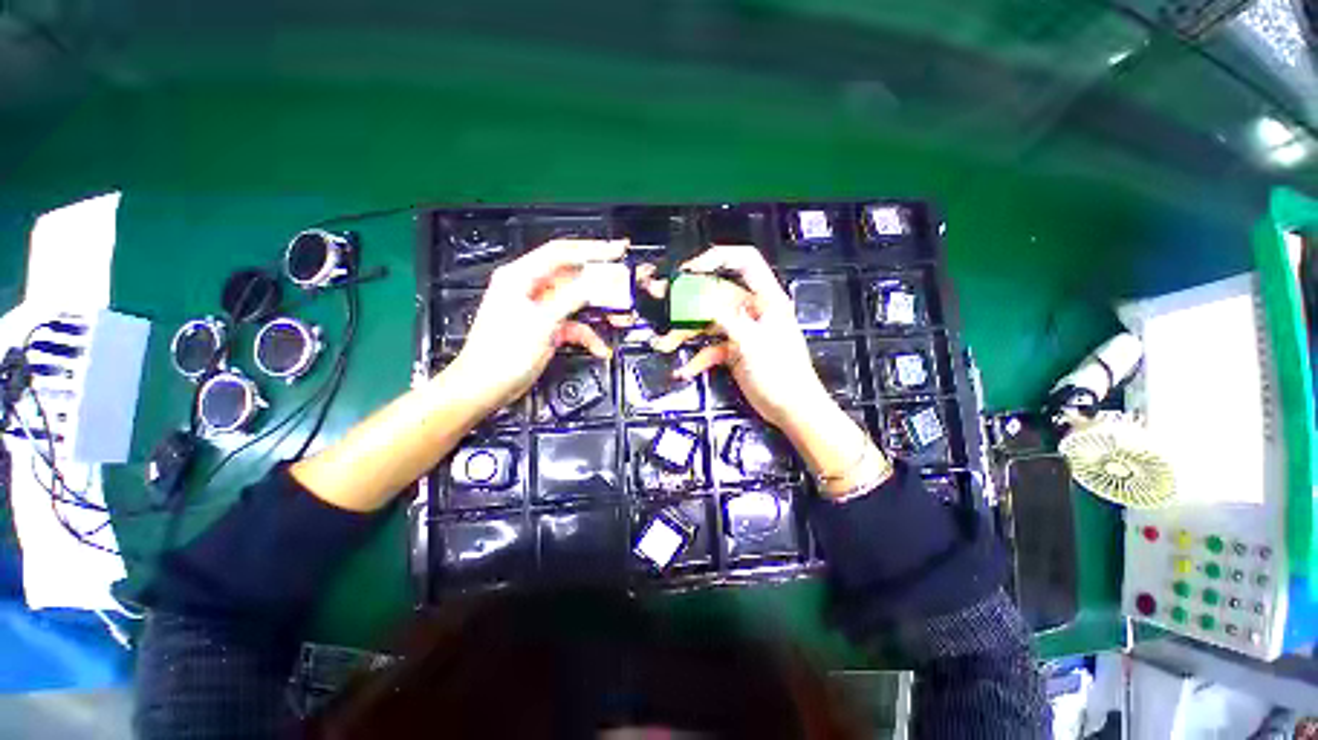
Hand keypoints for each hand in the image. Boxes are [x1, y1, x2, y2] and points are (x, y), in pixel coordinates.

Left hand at [448, 238, 626, 412]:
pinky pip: (574, 325)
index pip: (561, 252)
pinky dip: (588, 335)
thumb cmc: (502, 352)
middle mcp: (531, 288)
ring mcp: (541, 310)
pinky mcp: (548, 328)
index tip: (618, 250)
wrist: (486, 387)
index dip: (592, 249)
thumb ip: (572, 298)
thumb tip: (597, 282)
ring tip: (621, 316)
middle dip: (601, 281)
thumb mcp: (541, 321)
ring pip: (578, 302)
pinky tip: (600, 347)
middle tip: (625, 282)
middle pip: (573, 277)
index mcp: (521, 277)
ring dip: (599, 311)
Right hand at [648, 245, 889, 496]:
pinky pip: (709, 348)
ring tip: (664, 343)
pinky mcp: (733, 350)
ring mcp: (741, 331)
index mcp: (766, 300)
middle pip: (715, 294)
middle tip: (662, 299)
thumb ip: (725, 318)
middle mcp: (752, 311)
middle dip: (686, 298)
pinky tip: (685, 369)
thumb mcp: (752, 342)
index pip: (744, 262)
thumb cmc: (784, 375)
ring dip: (685, 333)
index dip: (717, 258)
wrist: (792, 409)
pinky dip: (696, 358)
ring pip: (707, 322)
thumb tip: (700, 299)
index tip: (689, 269)